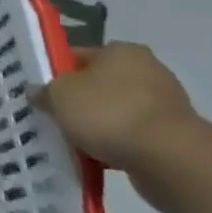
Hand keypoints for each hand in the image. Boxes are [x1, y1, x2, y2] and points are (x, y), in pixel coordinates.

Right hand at [33, 43, 206, 212]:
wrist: (170, 160)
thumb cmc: (109, 113)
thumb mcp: (60, 97)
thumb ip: (45, 92)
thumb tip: (36, 92)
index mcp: (121, 51)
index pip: (79, 55)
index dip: (57, 73)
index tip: (43, 93)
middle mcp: (147, 71)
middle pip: (99, 85)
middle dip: (80, 102)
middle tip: (56, 118)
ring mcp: (165, 105)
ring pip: (117, 113)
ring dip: (100, 128)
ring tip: (76, 144)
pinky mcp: (175, 137)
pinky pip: (135, 138)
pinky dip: (119, 148)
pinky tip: (100, 161)